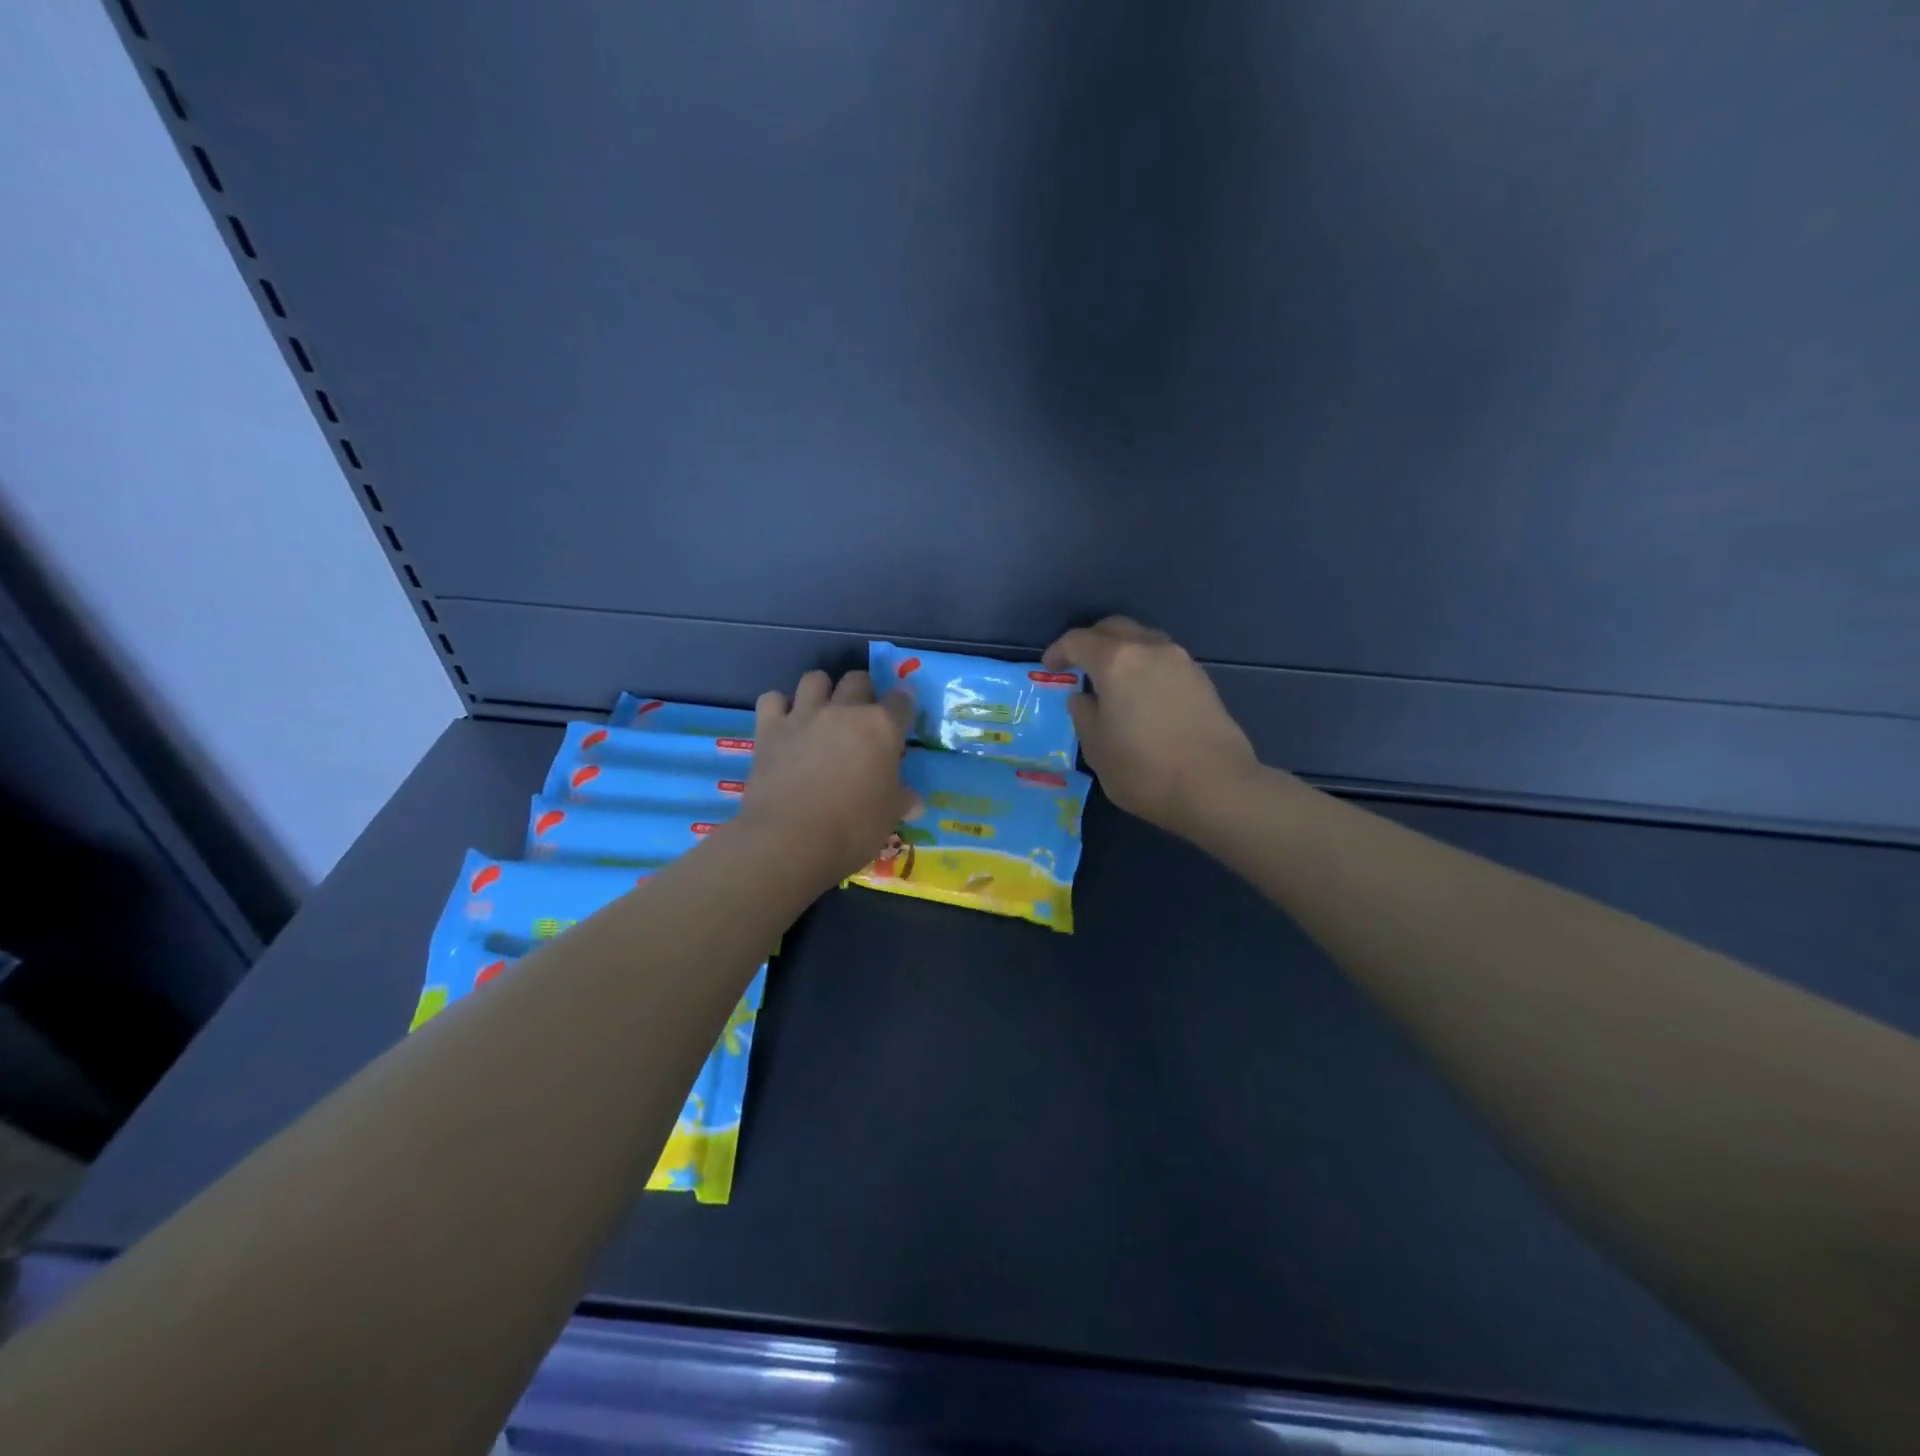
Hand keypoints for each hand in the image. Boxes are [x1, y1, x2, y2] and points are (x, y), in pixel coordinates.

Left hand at [736, 669, 916, 882]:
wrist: (790, 840)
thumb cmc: (852, 829)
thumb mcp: (888, 817)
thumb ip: (902, 800)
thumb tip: (914, 802)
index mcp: (882, 727)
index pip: (902, 700)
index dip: (904, 704)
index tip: (903, 714)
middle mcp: (844, 711)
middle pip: (858, 679)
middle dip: (863, 691)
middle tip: (862, 716)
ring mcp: (804, 716)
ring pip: (815, 679)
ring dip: (822, 691)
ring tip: (822, 713)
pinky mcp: (770, 729)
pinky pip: (772, 699)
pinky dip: (779, 707)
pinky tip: (784, 724)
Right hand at [1043, 617, 1259, 838]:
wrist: (1216, 787)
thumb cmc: (1144, 770)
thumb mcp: (1097, 749)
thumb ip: (1084, 715)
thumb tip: (1084, 698)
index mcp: (1116, 661)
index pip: (1079, 641)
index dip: (1059, 651)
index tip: (1049, 667)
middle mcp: (1149, 649)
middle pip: (1114, 628)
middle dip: (1091, 641)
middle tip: (1078, 665)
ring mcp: (1181, 661)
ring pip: (1143, 640)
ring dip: (1122, 652)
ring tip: (1111, 681)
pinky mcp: (1202, 679)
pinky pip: (1163, 659)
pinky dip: (1145, 667)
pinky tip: (1141, 695)